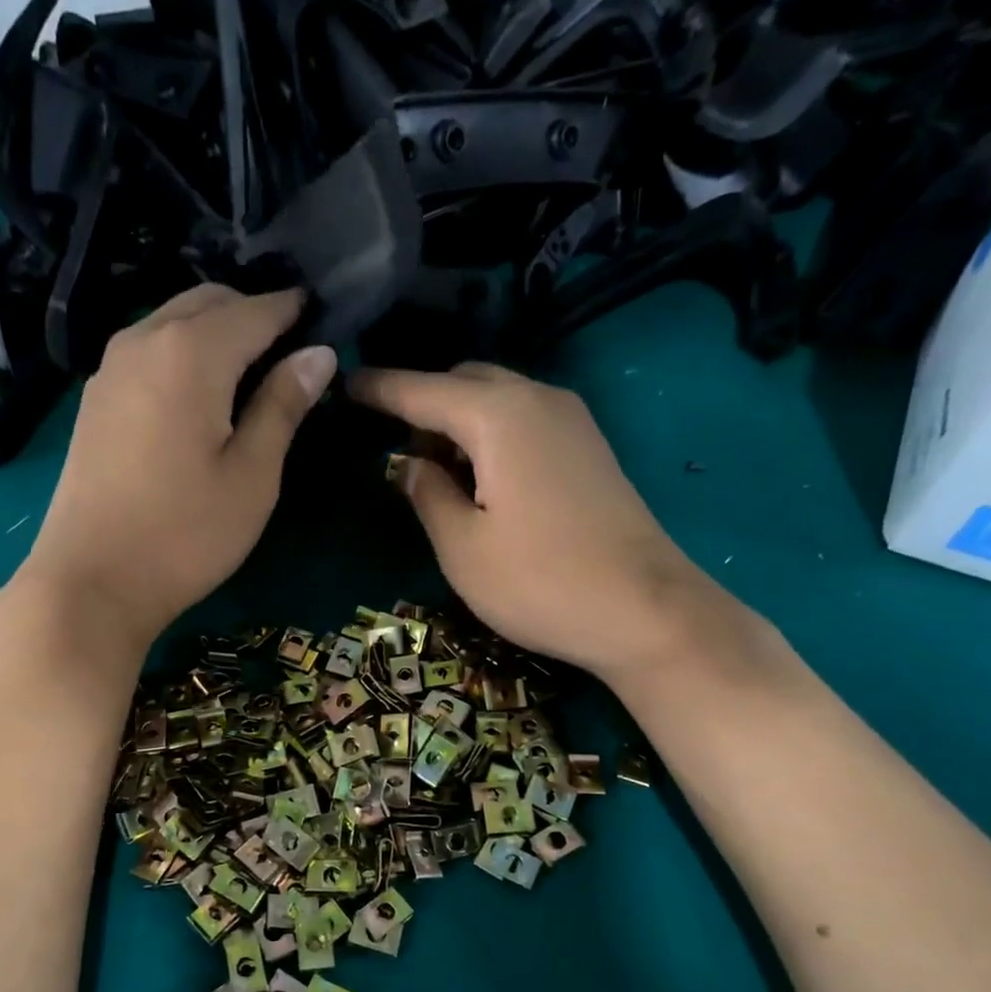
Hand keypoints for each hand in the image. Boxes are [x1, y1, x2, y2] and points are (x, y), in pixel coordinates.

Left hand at [17, 285, 336, 647]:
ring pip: (172, 321)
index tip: (322, 321)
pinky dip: (183, 353)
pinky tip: (200, 394)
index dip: (292, 312)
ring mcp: (110, 368)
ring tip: (249, 372)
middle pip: (207, 302)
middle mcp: (144, 340)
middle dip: (252, 314)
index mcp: (191, 353)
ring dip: (214, 331)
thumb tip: (318, 354)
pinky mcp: (95, 399)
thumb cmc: (186, 535)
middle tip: (289, 351)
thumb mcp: (252, 477)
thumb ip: (283, 406)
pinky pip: (148, 350)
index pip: (255, 311)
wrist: (92, 581)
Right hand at [351, 363, 733, 681]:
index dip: (380, 388)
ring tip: (436, 474)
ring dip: (459, 422)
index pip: (422, 390)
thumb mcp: (462, 548)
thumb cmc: (540, 582)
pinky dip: (491, 435)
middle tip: (397, 453)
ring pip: (497, 398)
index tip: (345, 385)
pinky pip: (524, 420)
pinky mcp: (589, 447)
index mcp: (497, 416)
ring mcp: (571, 420)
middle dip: (423, 404)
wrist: (645, 611)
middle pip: (464, 380)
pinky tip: (481, 480)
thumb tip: (410, 465)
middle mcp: (537, 399)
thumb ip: (427, 495)